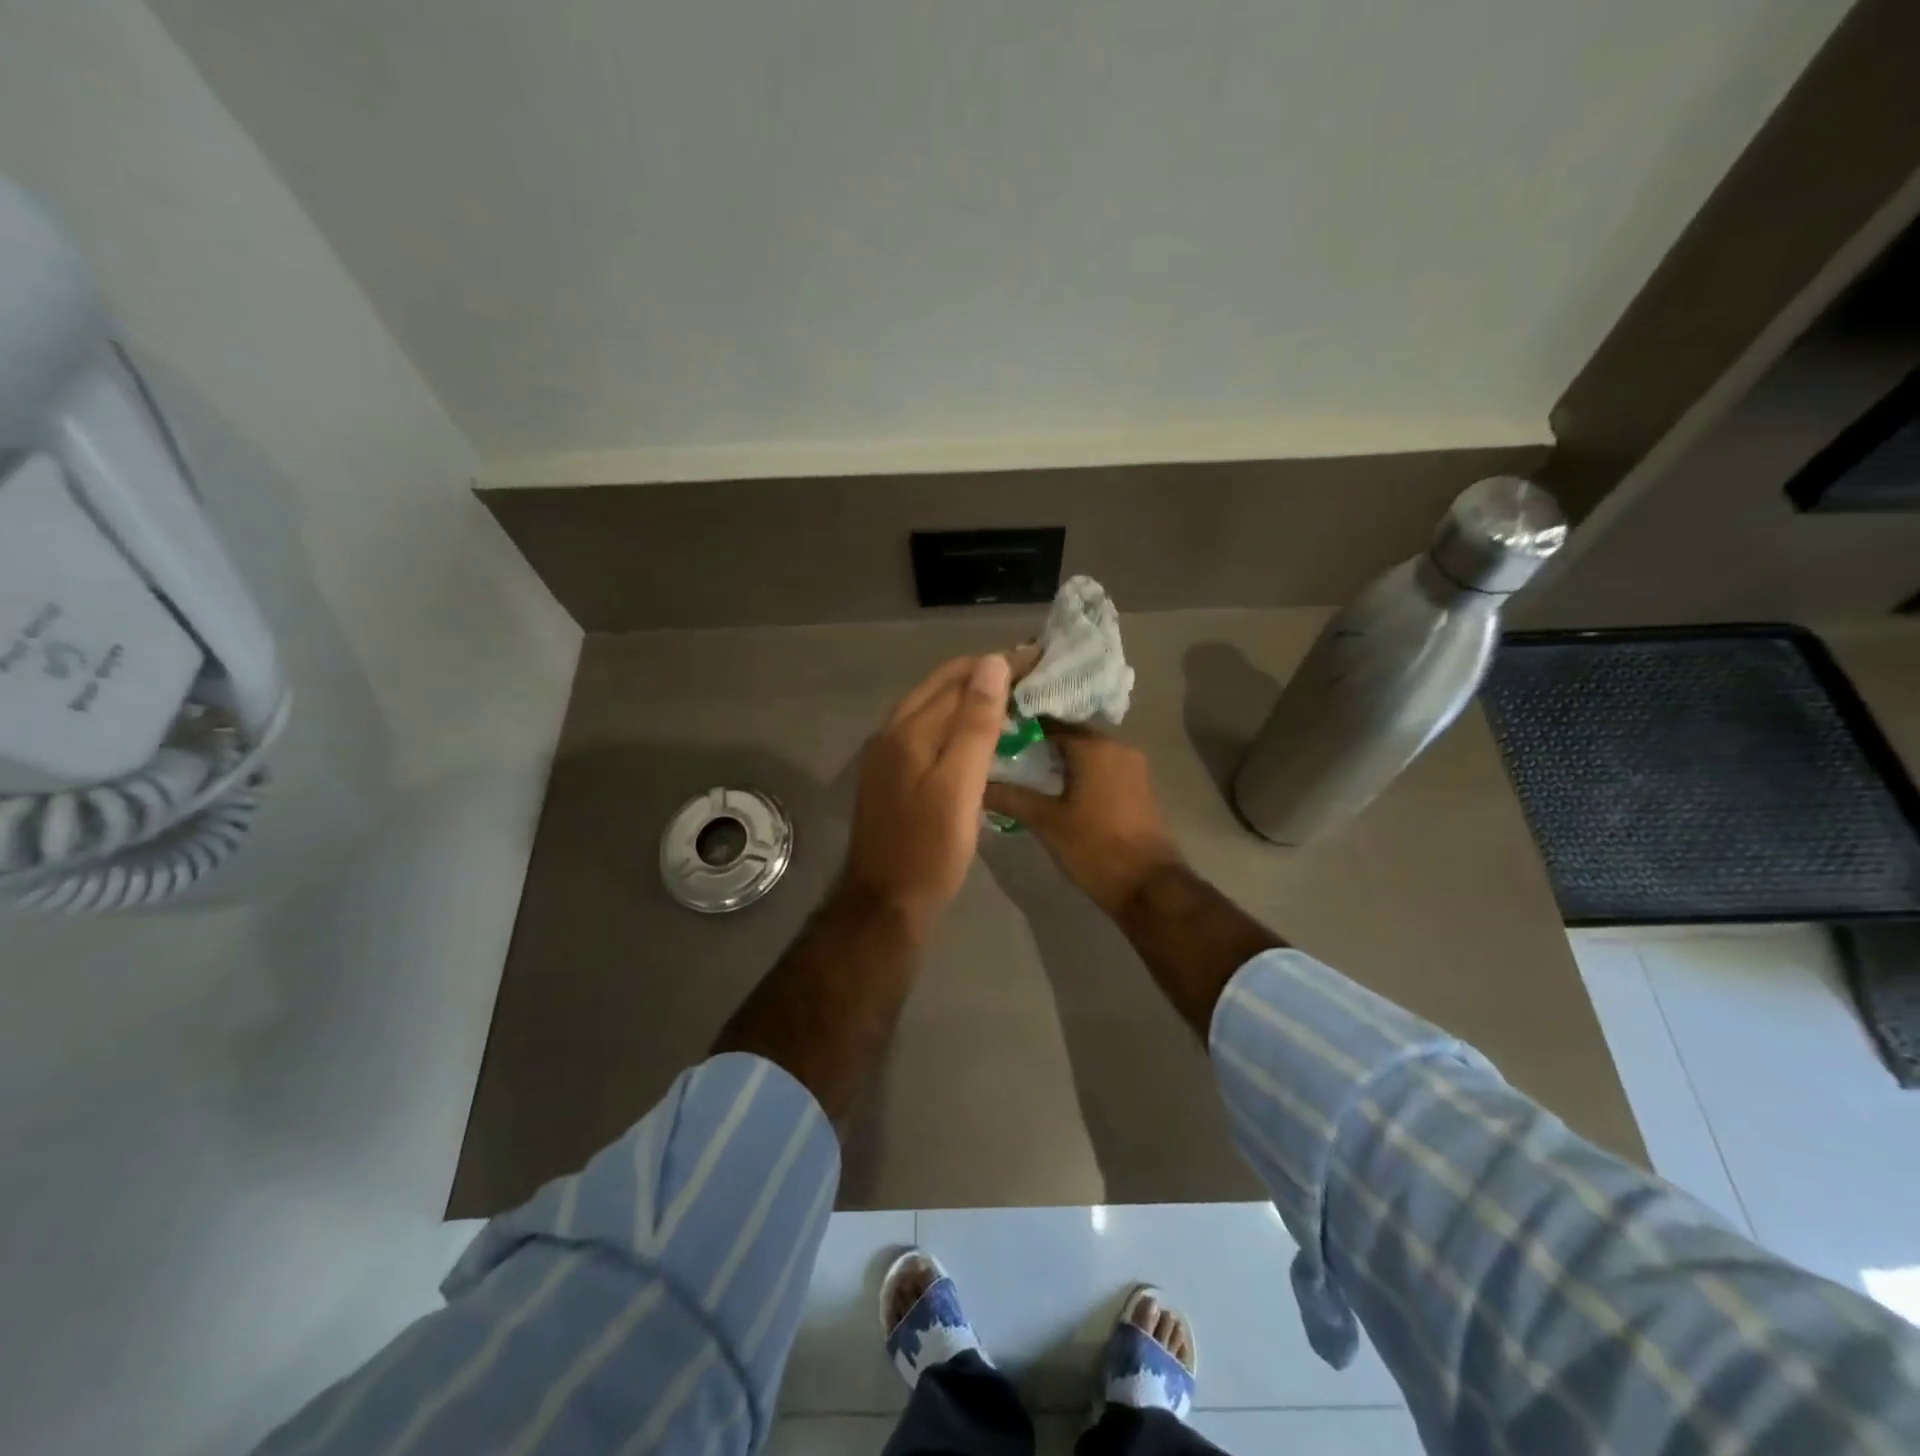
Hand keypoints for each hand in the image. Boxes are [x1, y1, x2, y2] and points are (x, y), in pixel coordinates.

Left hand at [842, 654, 1012, 931]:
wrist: (885, 902)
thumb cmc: (930, 848)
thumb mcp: (960, 785)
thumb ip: (975, 724)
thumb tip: (992, 663)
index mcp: (908, 730)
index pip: (958, 678)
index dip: (998, 665)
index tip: (1037, 658)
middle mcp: (890, 732)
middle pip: (939, 687)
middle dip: (982, 674)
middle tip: (1027, 673)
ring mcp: (884, 755)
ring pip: (930, 708)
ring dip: (966, 696)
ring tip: (1007, 697)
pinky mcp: (888, 775)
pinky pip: (923, 731)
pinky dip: (951, 721)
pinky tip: (973, 734)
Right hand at [982, 724, 1185, 920]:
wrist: (1150, 886)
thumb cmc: (1095, 847)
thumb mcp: (1047, 822)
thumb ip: (1011, 797)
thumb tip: (977, 785)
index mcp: (1095, 746)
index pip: (1049, 722)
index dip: (1020, 728)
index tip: (994, 736)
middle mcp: (1117, 746)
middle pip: (1069, 735)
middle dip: (1037, 744)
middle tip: (1003, 755)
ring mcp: (1132, 767)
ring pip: (1086, 753)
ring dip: (1058, 760)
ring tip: (1022, 773)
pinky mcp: (1137, 787)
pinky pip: (1100, 768)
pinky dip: (1077, 773)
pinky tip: (1053, 790)